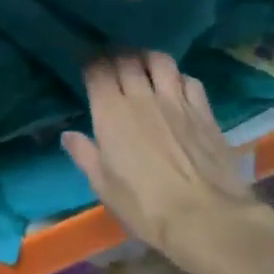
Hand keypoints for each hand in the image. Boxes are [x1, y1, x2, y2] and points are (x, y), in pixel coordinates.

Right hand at [61, 53, 273, 273]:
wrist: (205, 217)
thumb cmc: (144, 206)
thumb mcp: (104, 186)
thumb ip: (85, 155)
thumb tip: (68, 134)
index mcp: (111, 113)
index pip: (97, 72)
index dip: (90, 63)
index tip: (86, 65)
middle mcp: (142, 97)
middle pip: (127, 60)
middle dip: (115, 56)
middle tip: (111, 62)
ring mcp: (176, 101)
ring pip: (160, 61)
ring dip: (147, 58)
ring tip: (143, 65)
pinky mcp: (204, 111)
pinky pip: (189, 80)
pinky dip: (178, 77)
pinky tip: (176, 87)